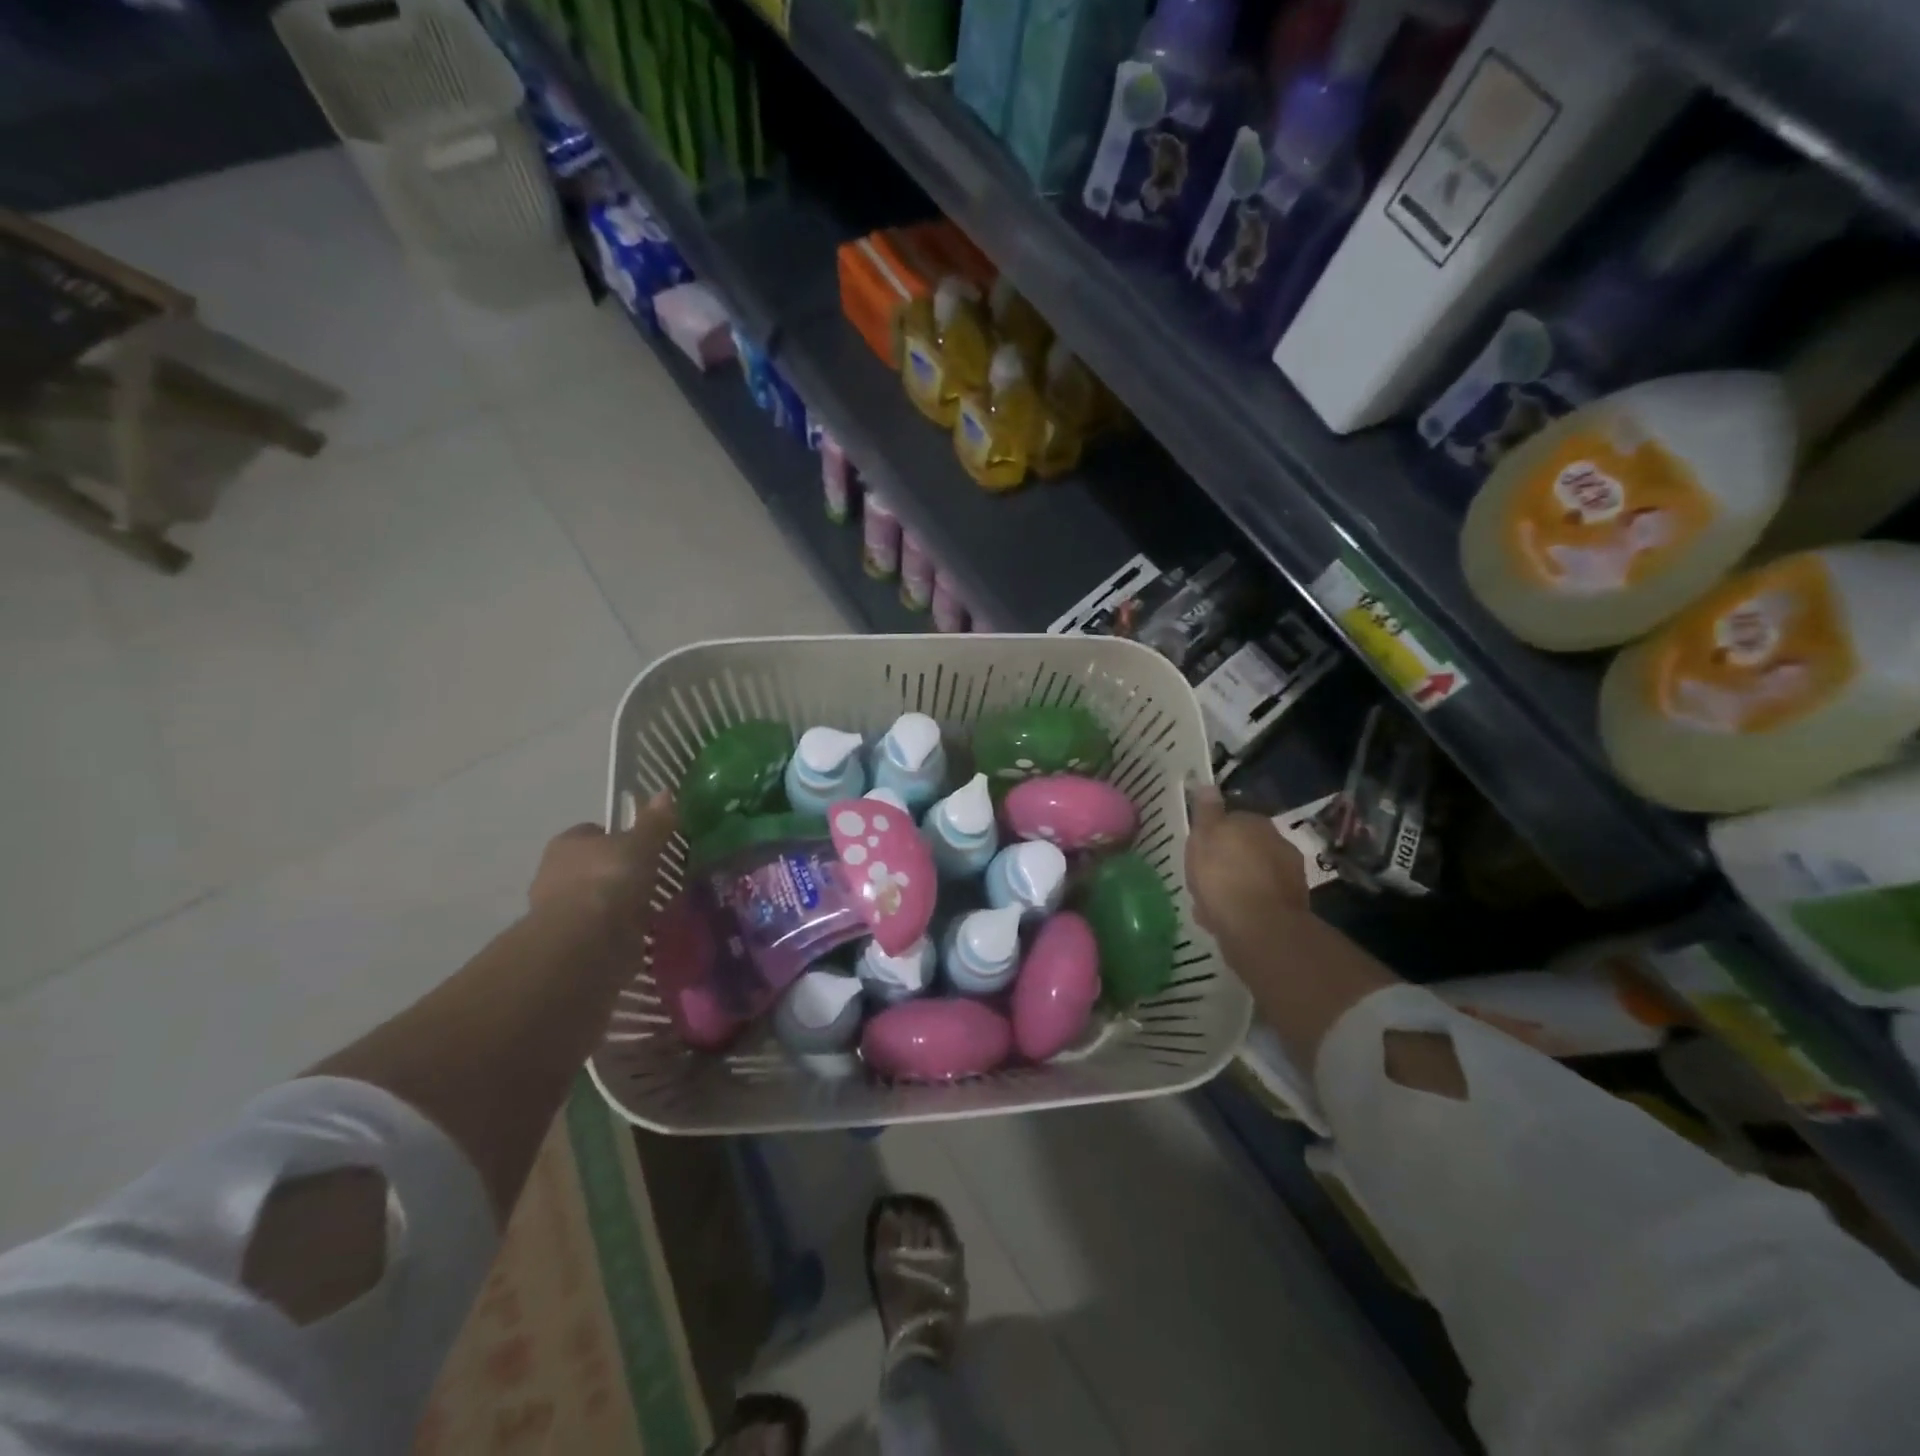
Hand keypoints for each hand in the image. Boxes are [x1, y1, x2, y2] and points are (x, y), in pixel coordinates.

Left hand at [528, 794, 677, 939]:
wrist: (585, 943)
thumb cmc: (608, 880)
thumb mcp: (640, 844)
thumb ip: (654, 822)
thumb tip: (666, 792)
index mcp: (567, 844)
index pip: (593, 833)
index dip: (618, 836)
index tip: (646, 846)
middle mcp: (557, 875)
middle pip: (596, 867)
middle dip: (622, 873)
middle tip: (657, 876)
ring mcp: (565, 912)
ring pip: (601, 900)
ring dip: (624, 905)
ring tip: (661, 906)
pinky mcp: (576, 944)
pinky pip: (606, 931)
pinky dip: (625, 931)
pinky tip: (651, 931)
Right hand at [1184, 785, 1310, 952]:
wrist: (1259, 927)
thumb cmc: (1223, 875)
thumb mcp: (1204, 837)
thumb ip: (1207, 812)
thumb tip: (1209, 786)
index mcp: (1257, 823)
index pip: (1233, 819)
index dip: (1214, 834)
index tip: (1199, 850)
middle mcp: (1279, 844)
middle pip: (1245, 848)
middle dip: (1228, 861)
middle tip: (1203, 877)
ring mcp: (1289, 876)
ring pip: (1252, 876)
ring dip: (1235, 885)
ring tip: (1210, 904)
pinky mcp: (1290, 907)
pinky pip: (1258, 901)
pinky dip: (1243, 907)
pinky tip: (1223, 920)